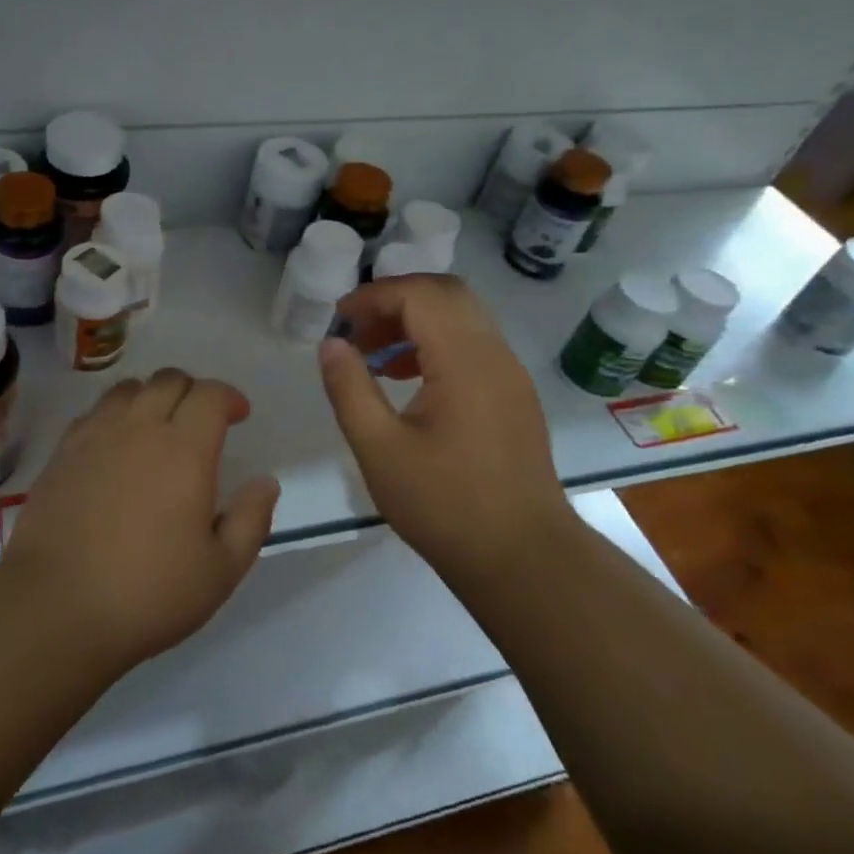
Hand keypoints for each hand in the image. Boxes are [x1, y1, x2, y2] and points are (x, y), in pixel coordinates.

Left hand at [0, 369, 279, 669]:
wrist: (55, 608)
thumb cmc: (148, 593)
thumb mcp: (220, 570)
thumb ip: (251, 519)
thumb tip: (265, 482)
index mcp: (184, 449)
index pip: (210, 394)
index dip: (229, 397)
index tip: (238, 416)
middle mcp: (139, 428)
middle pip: (169, 380)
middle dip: (193, 391)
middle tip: (201, 422)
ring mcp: (95, 436)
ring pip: (128, 389)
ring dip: (152, 397)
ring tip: (158, 427)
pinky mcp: (62, 453)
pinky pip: (95, 412)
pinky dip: (115, 415)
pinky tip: (117, 447)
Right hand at [317, 275, 568, 585]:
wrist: (523, 559)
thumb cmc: (445, 505)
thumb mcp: (379, 449)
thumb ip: (349, 388)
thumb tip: (330, 343)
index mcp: (465, 360)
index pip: (419, 294)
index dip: (374, 296)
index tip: (338, 320)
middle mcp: (494, 354)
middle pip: (446, 294)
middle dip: (395, 301)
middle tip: (357, 331)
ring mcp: (510, 375)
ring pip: (462, 318)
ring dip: (416, 322)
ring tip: (374, 357)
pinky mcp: (514, 397)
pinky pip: (474, 346)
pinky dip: (437, 344)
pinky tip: (407, 380)